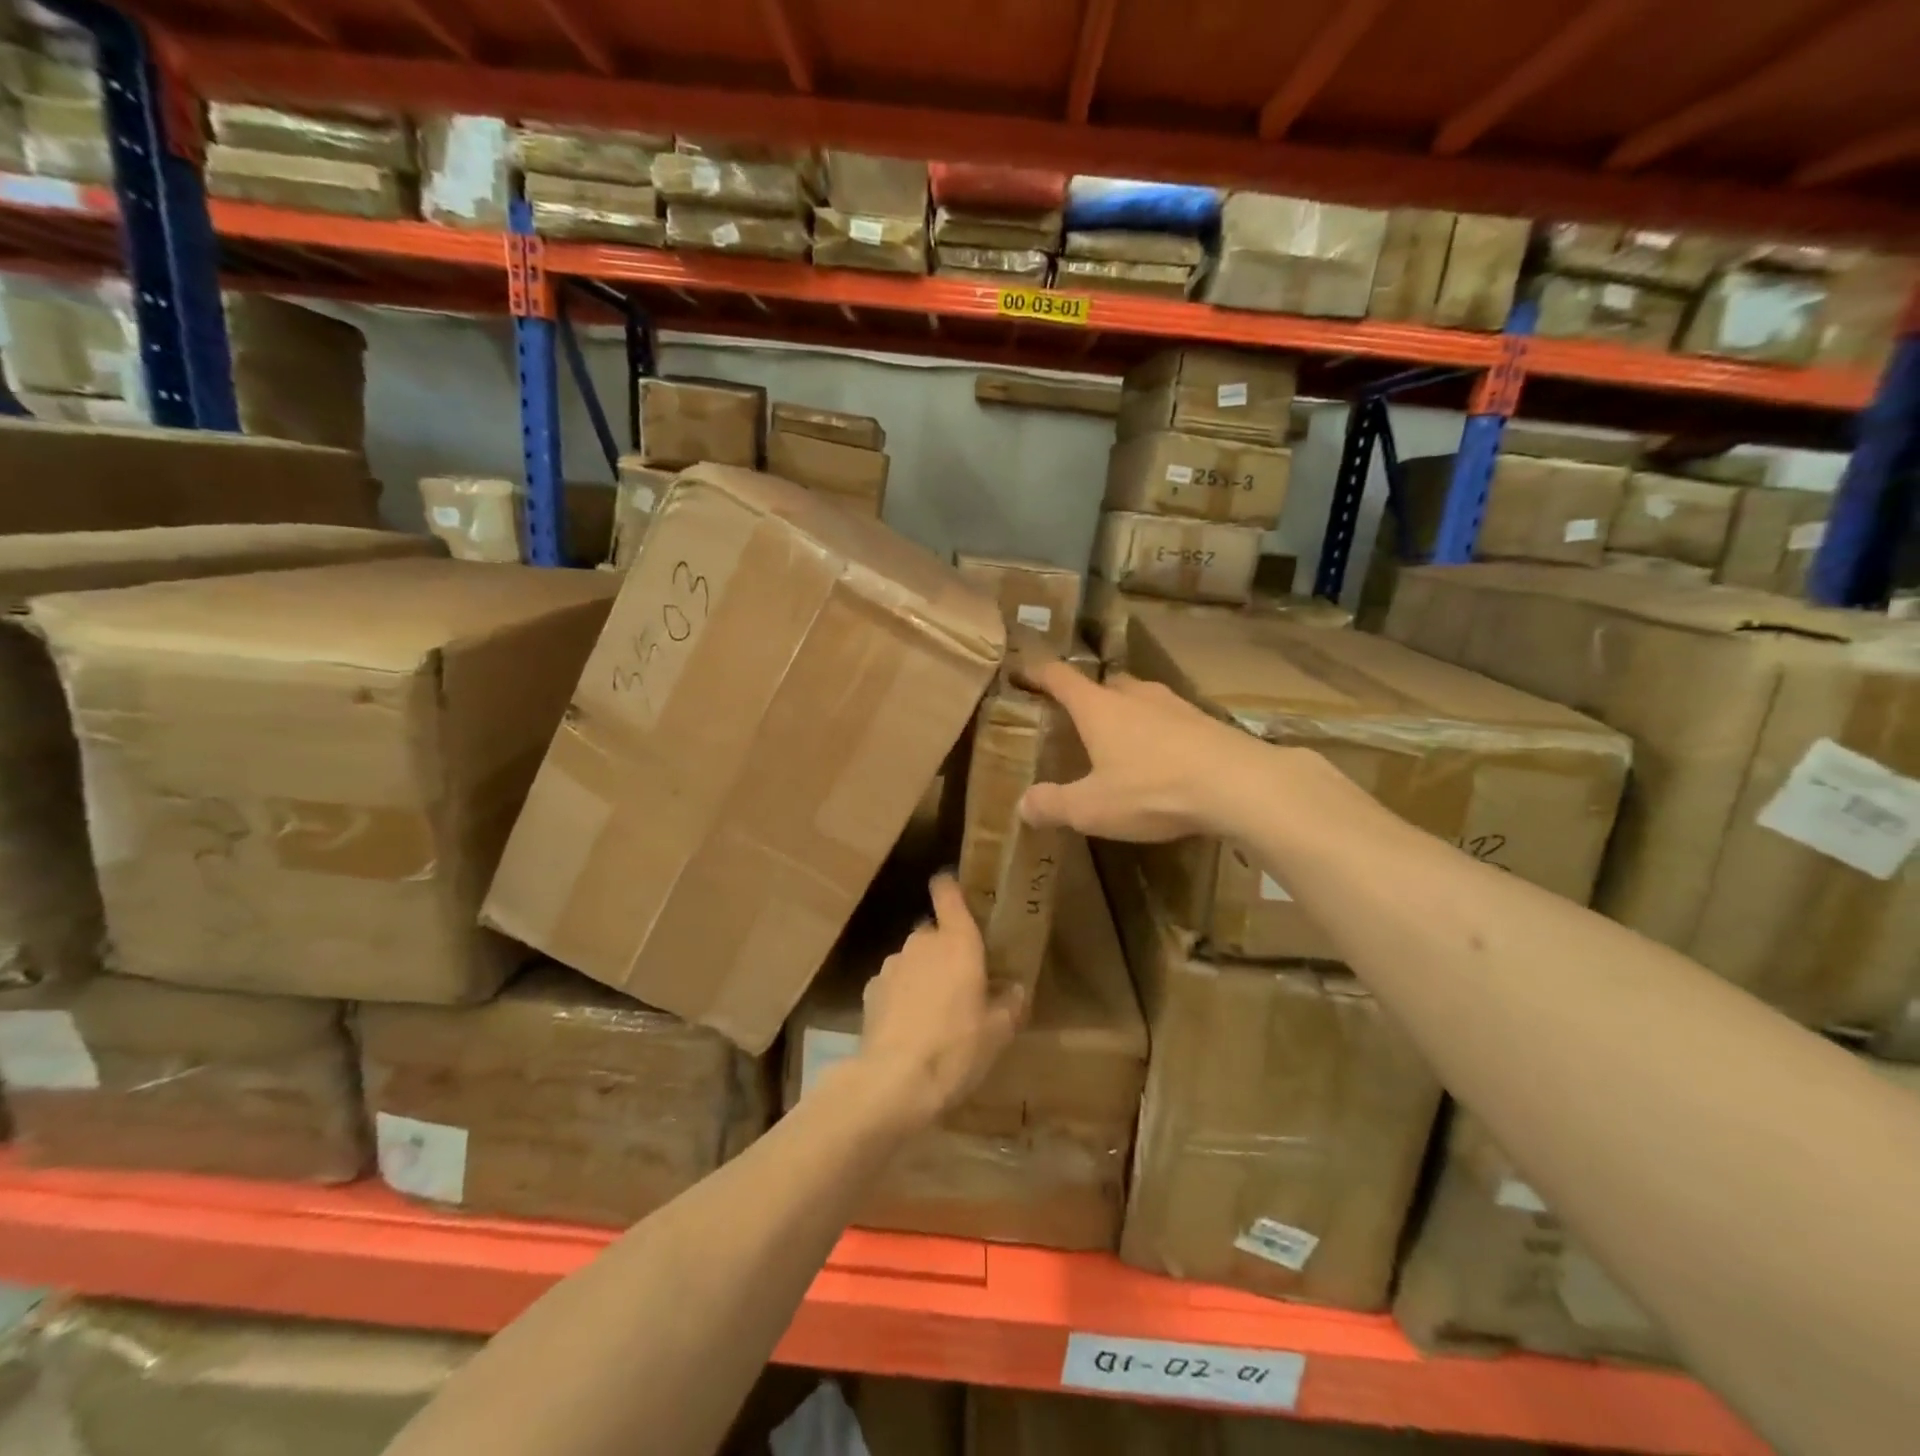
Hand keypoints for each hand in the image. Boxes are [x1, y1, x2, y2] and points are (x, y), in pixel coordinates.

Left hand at [854, 875, 1023, 1127]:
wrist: (894, 1080)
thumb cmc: (956, 1048)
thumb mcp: (998, 1032)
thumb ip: (1009, 1004)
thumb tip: (1015, 989)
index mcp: (957, 942)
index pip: (948, 893)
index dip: (950, 887)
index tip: (955, 889)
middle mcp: (922, 942)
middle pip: (933, 932)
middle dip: (945, 948)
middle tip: (961, 980)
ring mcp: (891, 964)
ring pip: (912, 958)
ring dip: (922, 973)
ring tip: (934, 1009)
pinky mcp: (870, 990)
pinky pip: (893, 982)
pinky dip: (901, 994)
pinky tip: (909, 1025)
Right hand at [1016, 660, 1267, 841]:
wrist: (1239, 785)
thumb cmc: (1153, 789)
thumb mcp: (1092, 808)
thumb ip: (1053, 805)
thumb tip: (1022, 805)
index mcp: (1099, 708)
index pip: (1061, 678)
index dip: (1039, 672)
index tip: (1024, 670)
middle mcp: (1135, 696)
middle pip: (1106, 684)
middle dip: (1089, 696)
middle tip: (1078, 717)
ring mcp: (1175, 705)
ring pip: (1142, 698)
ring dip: (1128, 712)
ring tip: (1122, 738)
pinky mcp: (1206, 722)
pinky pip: (1171, 719)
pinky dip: (1159, 731)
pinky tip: (1164, 757)